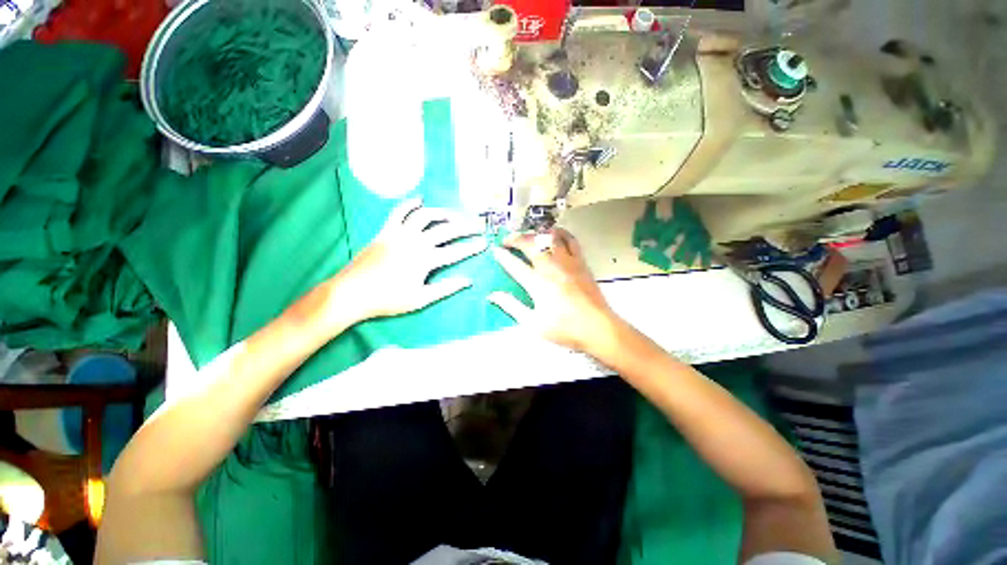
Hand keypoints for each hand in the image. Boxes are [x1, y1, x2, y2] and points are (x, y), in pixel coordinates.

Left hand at [329, 198, 486, 323]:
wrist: (351, 293)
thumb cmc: (388, 299)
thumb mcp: (421, 299)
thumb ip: (446, 288)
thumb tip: (468, 281)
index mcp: (425, 260)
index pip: (456, 251)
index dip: (472, 247)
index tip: (485, 243)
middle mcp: (415, 242)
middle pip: (446, 230)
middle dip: (465, 226)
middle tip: (478, 224)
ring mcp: (399, 234)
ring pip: (425, 216)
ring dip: (443, 213)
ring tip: (455, 215)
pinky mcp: (385, 231)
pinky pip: (398, 212)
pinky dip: (409, 203)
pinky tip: (420, 199)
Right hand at [488, 228, 622, 353]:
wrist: (597, 327)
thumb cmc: (564, 328)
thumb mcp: (532, 323)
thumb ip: (511, 306)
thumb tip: (492, 295)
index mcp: (537, 283)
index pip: (514, 264)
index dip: (502, 256)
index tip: (495, 250)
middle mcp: (550, 267)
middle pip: (530, 244)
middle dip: (515, 239)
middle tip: (507, 240)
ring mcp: (567, 262)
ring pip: (548, 238)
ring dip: (535, 234)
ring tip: (528, 237)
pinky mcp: (580, 262)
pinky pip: (570, 240)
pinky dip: (560, 233)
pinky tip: (554, 233)